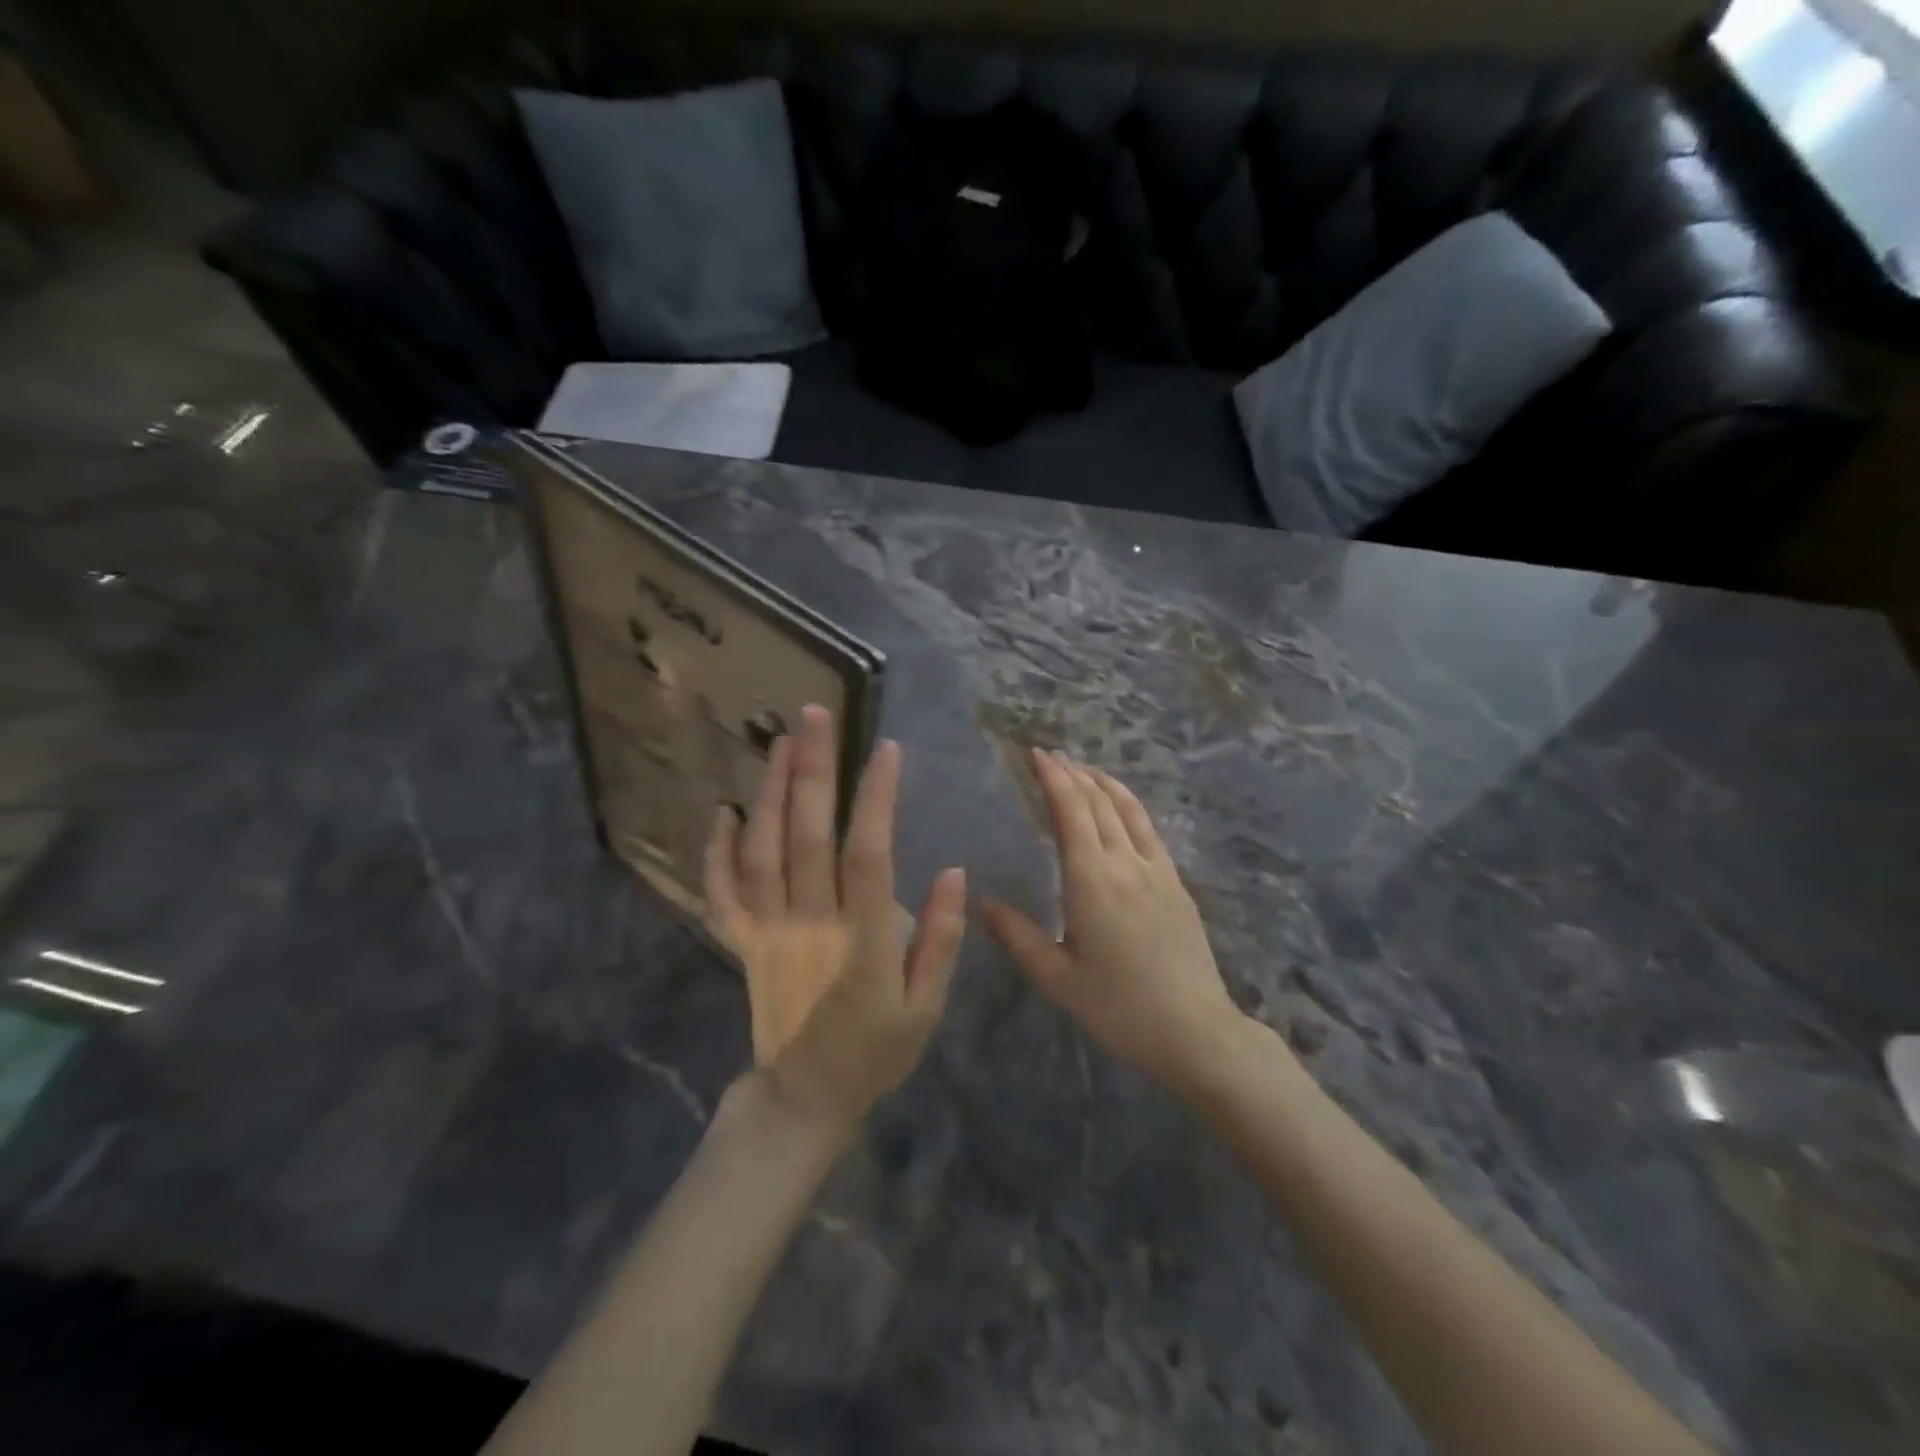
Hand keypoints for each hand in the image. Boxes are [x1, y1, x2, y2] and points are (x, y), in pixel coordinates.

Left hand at [705, 705, 966, 1134]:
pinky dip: (717, 851)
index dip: (877, 800)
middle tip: (815, 714)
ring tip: (781, 741)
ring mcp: (769, 932)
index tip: (888, 750)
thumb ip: (942, 940)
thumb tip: (955, 871)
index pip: (868, 857)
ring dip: (771, 792)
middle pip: (807, 837)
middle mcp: (810, 925)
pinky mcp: (743, 942)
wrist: (805, 1099)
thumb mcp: (927, 1008)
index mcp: (862, 941)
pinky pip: (722, 893)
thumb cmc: (876, 1051)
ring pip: (763, 852)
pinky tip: (726, 809)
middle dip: (814, 771)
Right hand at [982, 749, 1240, 1092]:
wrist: (1195, 1030)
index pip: (1071, 812)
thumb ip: (1018, 937)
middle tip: (1051, 756)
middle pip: (1098, 803)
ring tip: (1083, 769)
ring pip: (1128, 809)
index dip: (1053, 779)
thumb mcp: (1058, 979)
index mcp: (1091, 880)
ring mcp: (1156, 869)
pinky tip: (1121, 807)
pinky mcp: (1176, 882)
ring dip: (1103, 782)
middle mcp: (1125, 863)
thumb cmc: (1119, 1007)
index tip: (1036, 754)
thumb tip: (982, 903)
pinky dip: (1129, 805)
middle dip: (1072, 774)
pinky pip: (1148, 829)